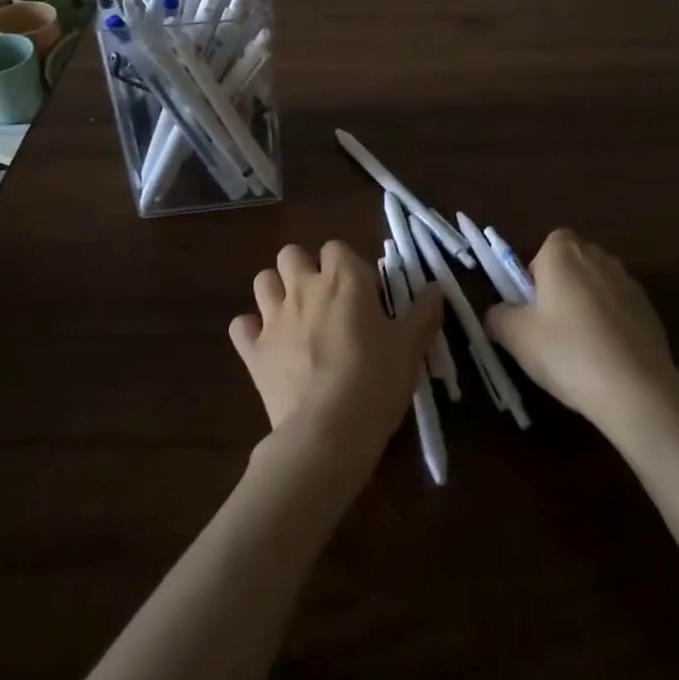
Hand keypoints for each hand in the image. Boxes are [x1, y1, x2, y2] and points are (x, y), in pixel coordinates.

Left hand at [231, 241, 443, 463]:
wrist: (327, 432)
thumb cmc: (375, 381)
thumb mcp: (410, 348)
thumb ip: (423, 313)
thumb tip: (437, 288)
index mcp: (343, 279)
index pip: (337, 248)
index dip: (349, 266)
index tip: (365, 295)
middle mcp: (304, 287)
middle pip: (291, 254)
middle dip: (304, 268)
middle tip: (325, 299)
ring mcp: (273, 318)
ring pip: (262, 281)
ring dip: (276, 291)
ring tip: (295, 315)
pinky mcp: (252, 351)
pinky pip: (241, 326)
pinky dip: (251, 331)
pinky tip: (267, 345)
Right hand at [485, 229, 678, 434]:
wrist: (636, 389)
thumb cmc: (567, 352)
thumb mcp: (515, 337)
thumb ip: (498, 316)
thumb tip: (498, 312)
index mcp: (563, 254)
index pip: (547, 245)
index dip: (537, 272)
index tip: (532, 305)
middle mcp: (598, 257)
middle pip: (574, 263)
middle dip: (562, 286)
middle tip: (550, 325)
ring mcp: (629, 282)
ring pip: (598, 285)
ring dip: (588, 304)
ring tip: (580, 346)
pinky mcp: (650, 310)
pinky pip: (620, 308)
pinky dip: (611, 324)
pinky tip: (607, 358)